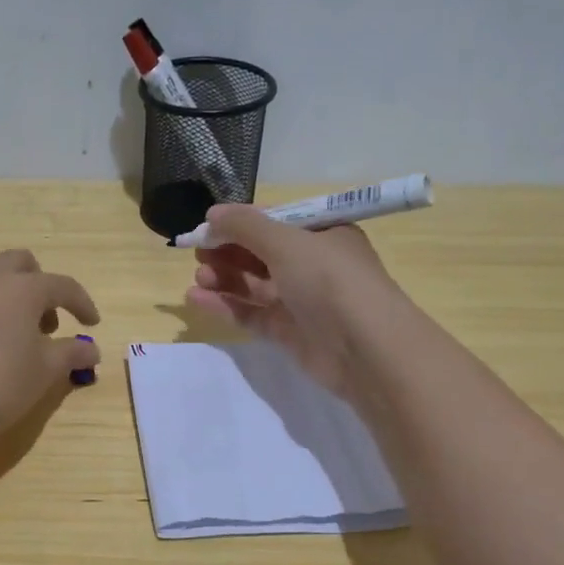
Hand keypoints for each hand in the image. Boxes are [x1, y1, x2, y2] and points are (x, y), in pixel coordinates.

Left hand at [0, 249, 101, 443]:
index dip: (81, 303)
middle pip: (18, 263)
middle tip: (41, 323)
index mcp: (20, 289)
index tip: (90, 323)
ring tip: (2, 336)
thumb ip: (70, 354)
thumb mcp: (43, 374)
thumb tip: (91, 348)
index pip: (62, 285)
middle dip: (36, 285)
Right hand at [185, 205, 402, 396]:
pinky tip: (197, 299)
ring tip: (198, 277)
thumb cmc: (330, 281)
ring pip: (253, 284)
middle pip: (260, 253)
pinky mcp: (288, 332)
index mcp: (322, 234)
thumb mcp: (287, 242)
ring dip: (224, 277)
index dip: (240, 223)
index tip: (207, 226)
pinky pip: (251, 313)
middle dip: (228, 251)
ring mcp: (300, 300)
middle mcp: (312, 264)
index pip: (274, 222)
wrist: (366, 350)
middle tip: (198, 253)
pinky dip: (226, 305)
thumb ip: (245, 226)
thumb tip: (212, 214)